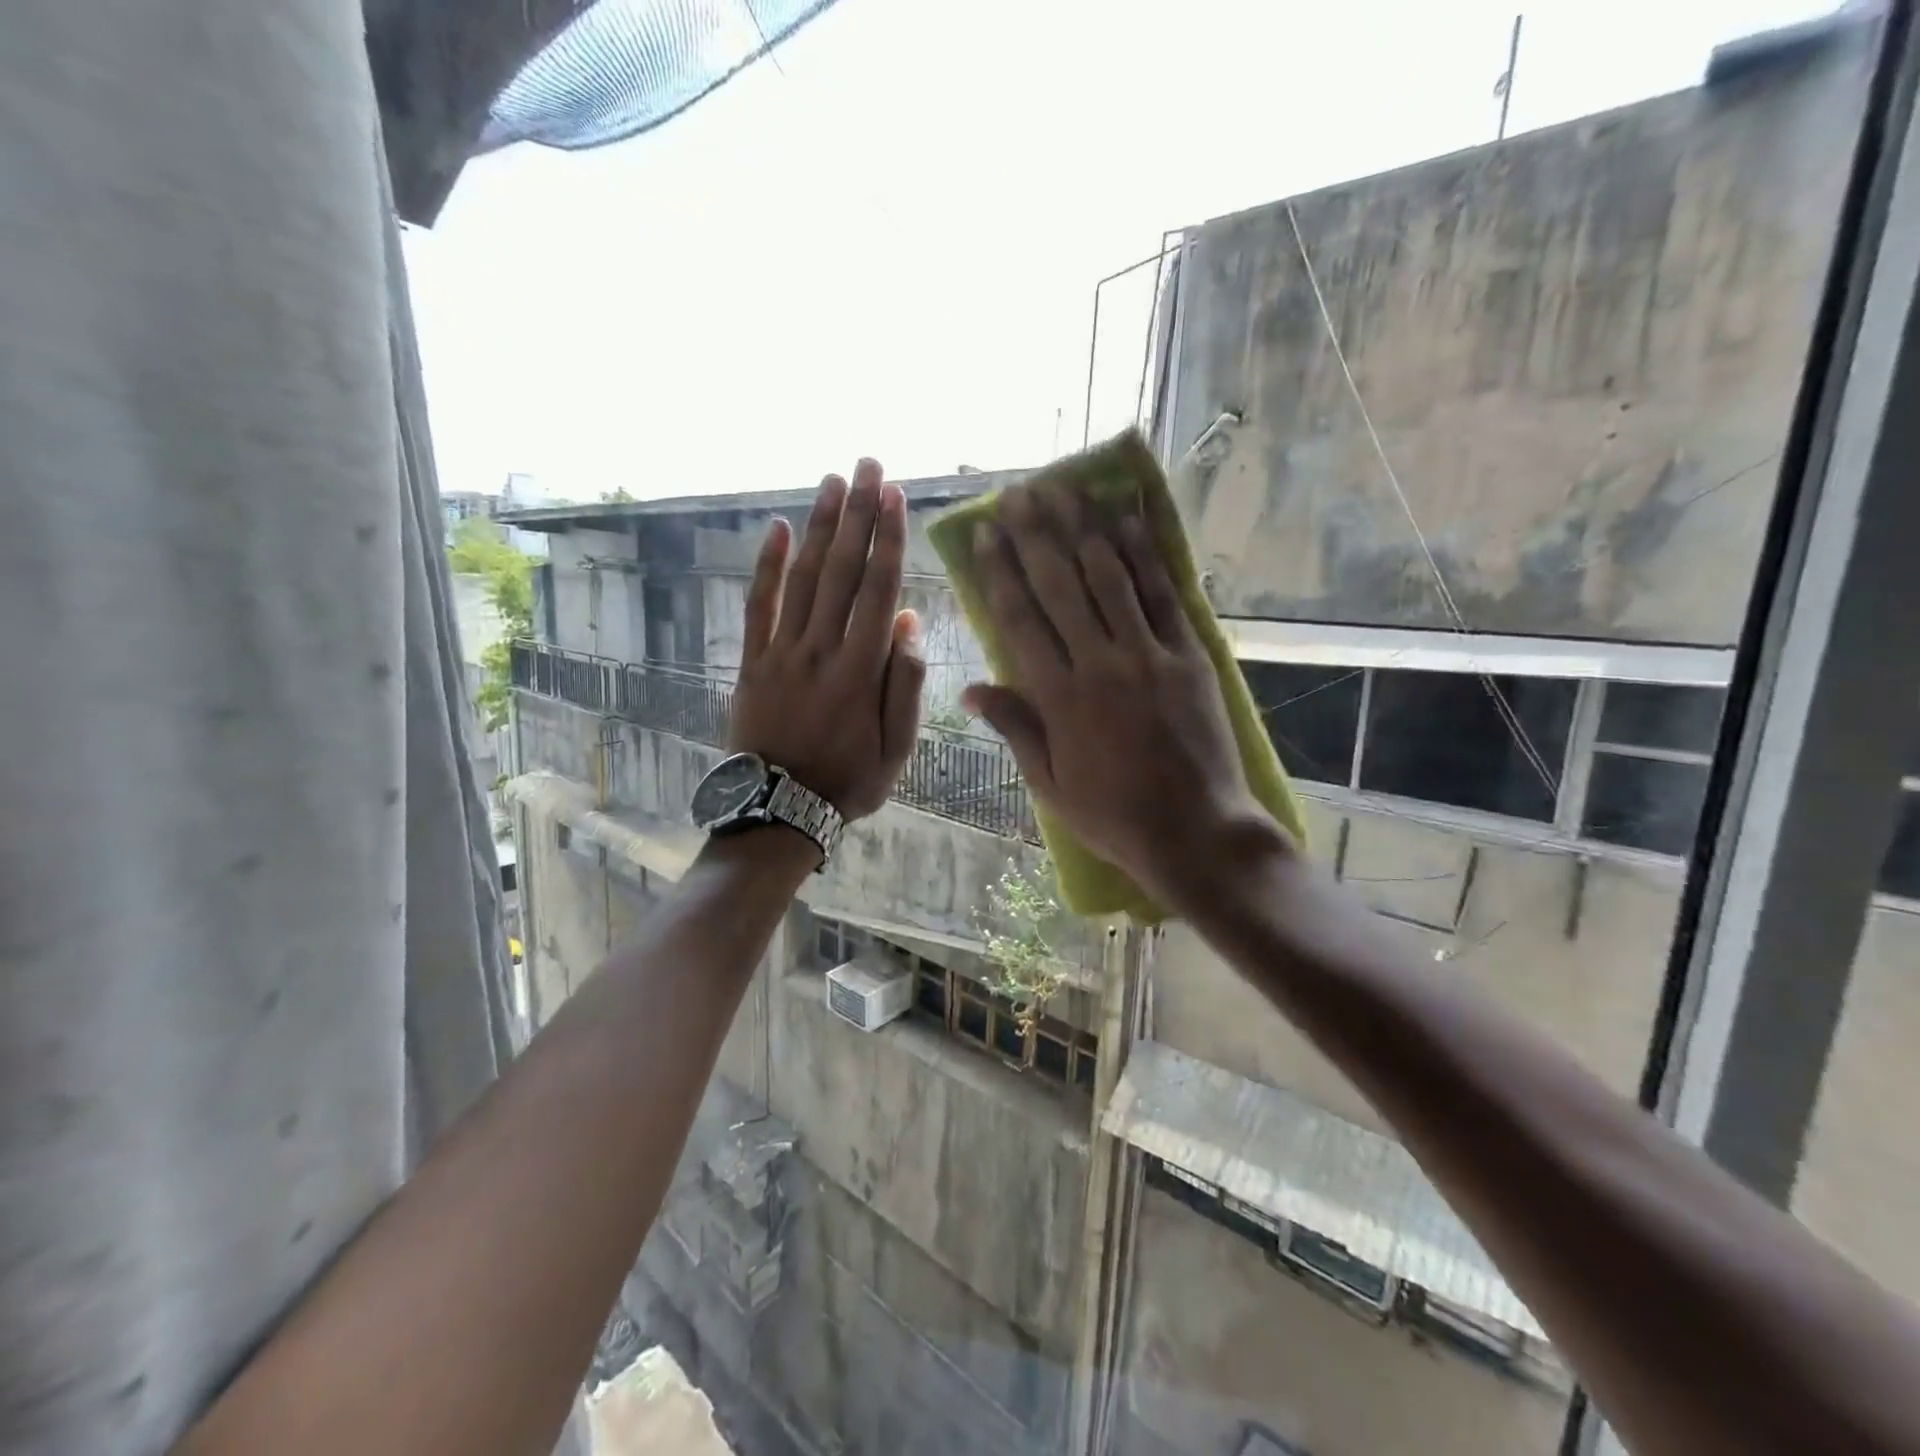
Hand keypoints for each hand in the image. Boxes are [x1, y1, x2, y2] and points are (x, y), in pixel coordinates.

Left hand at [729, 459, 924, 820]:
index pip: (879, 591)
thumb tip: (911, 620)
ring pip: (804, 578)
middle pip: (843, 571)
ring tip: (833, 482)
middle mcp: (822, 649)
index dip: (888, 540)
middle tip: (868, 465)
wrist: (780, 808)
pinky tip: (779, 529)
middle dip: (858, 514)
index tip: (895, 497)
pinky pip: (759, 605)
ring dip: (820, 527)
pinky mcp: (753, 660)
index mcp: (862, 670)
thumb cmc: (849, 780)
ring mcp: (783, 652)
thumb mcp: (897, 747)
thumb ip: (905, 683)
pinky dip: (768, 566)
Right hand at [961, 485, 1276, 906]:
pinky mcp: (1190, 655)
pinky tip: (1126, 517)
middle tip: (1018, 493)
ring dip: (1083, 528)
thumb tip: (972, 689)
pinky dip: (1143, 553)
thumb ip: (1015, 728)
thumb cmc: (1113, 815)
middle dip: (1035, 535)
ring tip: (1064, 488)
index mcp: (1059, 698)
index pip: (1020, 619)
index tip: (984, 534)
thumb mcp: (1050, 783)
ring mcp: (1149, 655)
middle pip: (1060, 586)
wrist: (1195, 831)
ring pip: (1109, 577)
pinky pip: (1164, 594)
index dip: (999, 572)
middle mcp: (1100, 664)